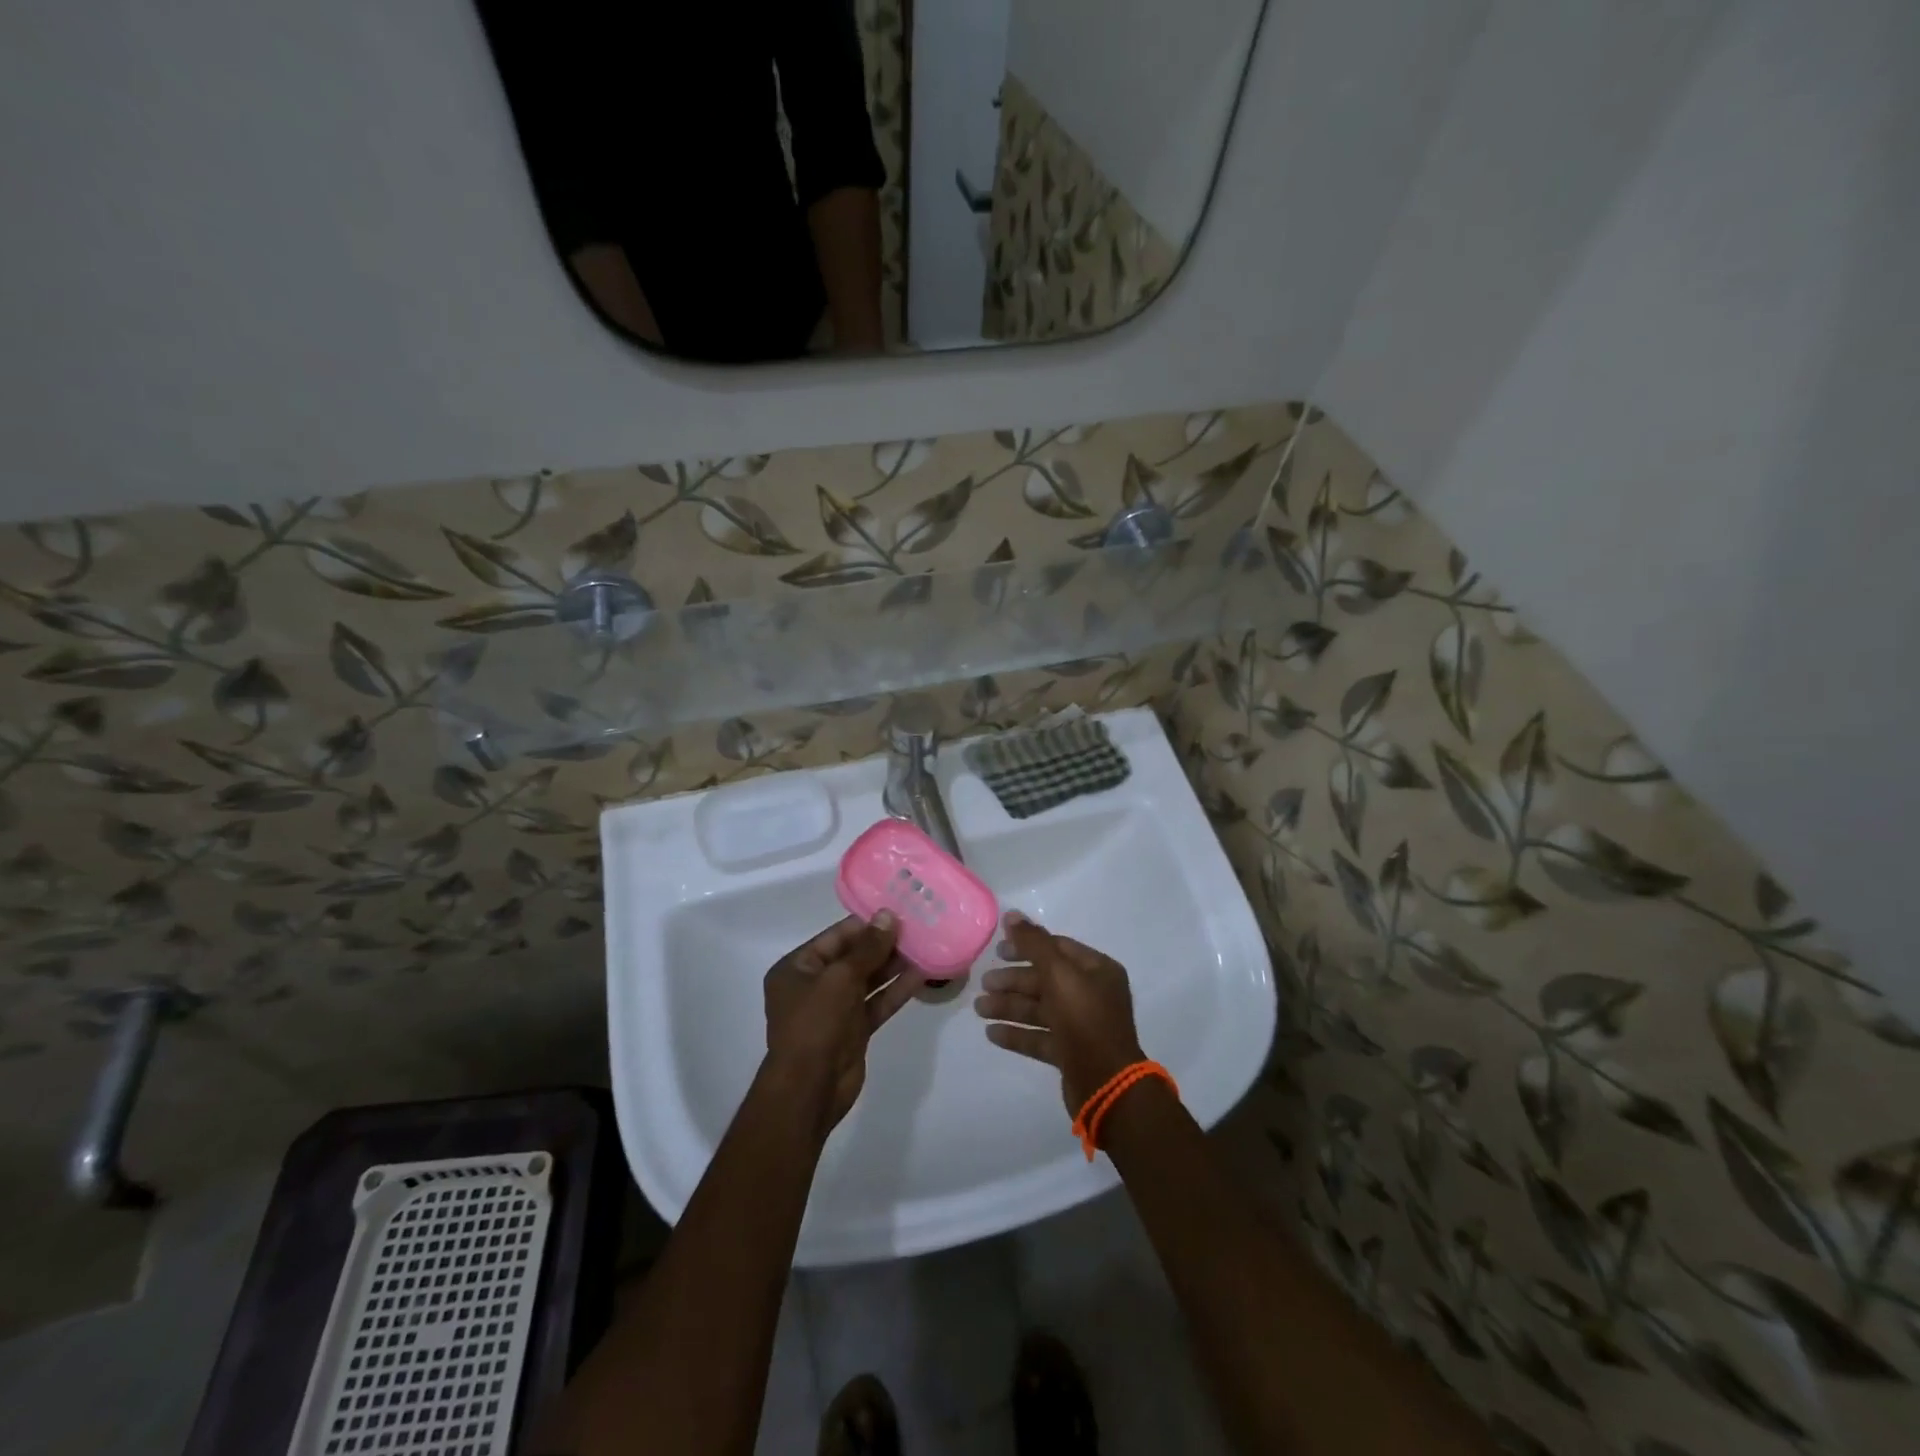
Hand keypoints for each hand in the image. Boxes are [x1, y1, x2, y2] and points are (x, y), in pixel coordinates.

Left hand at [763, 912, 916, 1138]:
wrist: (810, 1089)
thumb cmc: (816, 1024)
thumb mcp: (840, 978)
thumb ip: (867, 948)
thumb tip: (888, 916)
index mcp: (797, 968)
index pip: (836, 937)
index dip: (866, 924)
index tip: (897, 911)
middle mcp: (814, 985)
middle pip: (854, 957)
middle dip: (884, 944)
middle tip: (918, 927)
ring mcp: (835, 1009)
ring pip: (868, 980)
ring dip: (894, 966)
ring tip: (926, 946)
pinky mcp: (854, 1030)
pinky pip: (877, 1003)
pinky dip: (896, 991)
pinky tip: (922, 975)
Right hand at [973, 911, 1145, 1111]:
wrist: (1106, 1084)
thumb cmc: (1084, 1019)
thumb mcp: (1058, 973)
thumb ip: (1034, 943)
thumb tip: (1012, 914)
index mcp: (1097, 970)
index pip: (1057, 948)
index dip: (1027, 946)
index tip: (998, 950)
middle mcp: (1092, 994)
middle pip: (1046, 979)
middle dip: (1013, 980)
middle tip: (984, 983)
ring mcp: (1082, 1025)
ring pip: (1040, 1009)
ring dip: (1009, 1007)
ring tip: (979, 1009)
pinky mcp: (1071, 1053)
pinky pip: (1040, 1037)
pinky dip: (1017, 1033)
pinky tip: (991, 1033)